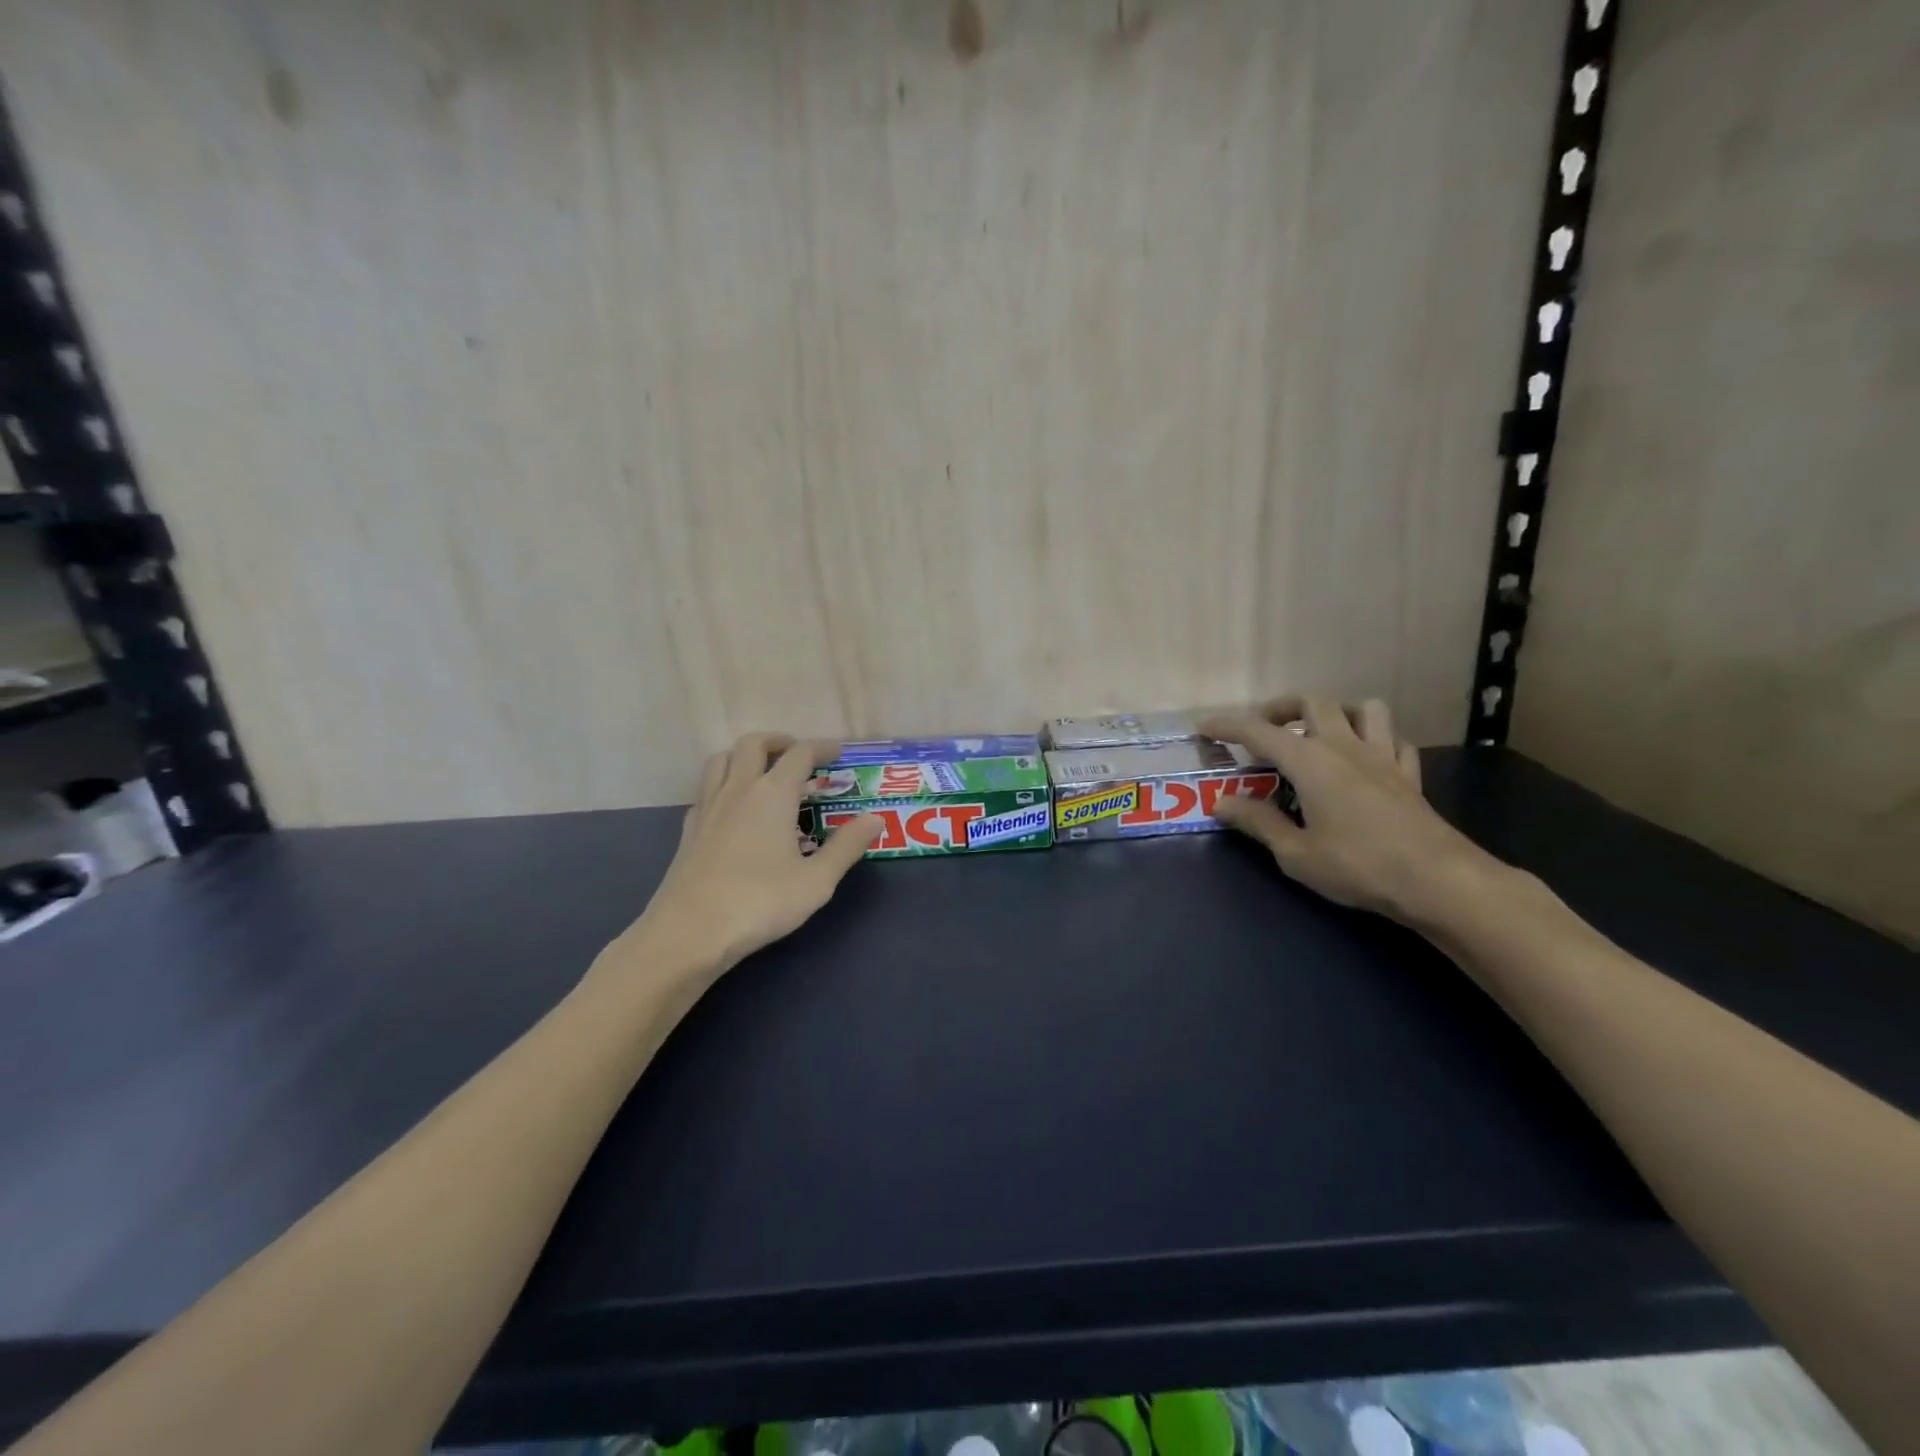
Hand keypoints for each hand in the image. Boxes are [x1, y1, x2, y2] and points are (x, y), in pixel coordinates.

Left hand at [605, 734, 882, 979]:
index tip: (837, 752)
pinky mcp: (689, 829)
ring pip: (722, 759)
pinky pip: (706, 789)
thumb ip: (847, 846)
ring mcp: (708, 807)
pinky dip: (724, 784)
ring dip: (745, 756)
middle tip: (798, 756)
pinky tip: (734, 808)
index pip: (799, 754)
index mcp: (773, 794)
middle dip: (779, 741)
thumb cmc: (760, 903)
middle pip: (753, 744)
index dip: (821, 748)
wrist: (689, 932)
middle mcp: (738, 789)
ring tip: (764, 773)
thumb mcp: (816, 881)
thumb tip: (874, 819)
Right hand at [1200, 697, 1500, 923]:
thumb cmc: (1358, 865)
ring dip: (1337, 712)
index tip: (1203, 727)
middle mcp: (1345, 747)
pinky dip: (1376, 740)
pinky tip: (1366, 759)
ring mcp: (1383, 757)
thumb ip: (1257, 822)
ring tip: (1319, 734)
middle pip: (1313, 702)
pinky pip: (1394, 740)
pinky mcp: (1409, 776)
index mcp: (1310, 761)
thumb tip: (1220, 803)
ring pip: (1364, 709)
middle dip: (1281, 707)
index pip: (1258, 731)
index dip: (1227, 725)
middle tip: (1263, 729)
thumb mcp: (1295, 852)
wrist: (1438, 880)